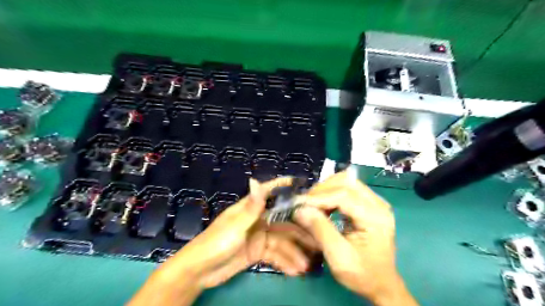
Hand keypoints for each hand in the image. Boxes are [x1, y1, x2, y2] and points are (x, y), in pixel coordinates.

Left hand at [128, 177, 320, 305]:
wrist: (199, 273)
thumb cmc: (216, 244)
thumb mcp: (235, 226)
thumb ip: (250, 207)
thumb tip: (256, 180)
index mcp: (250, 209)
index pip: (268, 193)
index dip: (282, 186)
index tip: (301, 184)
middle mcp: (257, 220)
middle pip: (282, 222)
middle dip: (299, 232)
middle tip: (317, 241)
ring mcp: (258, 236)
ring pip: (281, 241)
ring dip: (293, 252)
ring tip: (306, 266)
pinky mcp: (257, 251)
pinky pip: (275, 254)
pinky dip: (284, 262)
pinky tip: (294, 271)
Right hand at [294, 172, 418, 305]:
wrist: (380, 284)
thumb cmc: (362, 274)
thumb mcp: (338, 257)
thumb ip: (320, 230)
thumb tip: (300, 209)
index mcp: (375, 217)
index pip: (344, 195)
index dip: (319, 197)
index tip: (298, 203)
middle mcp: (378, 204)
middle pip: (346, 181)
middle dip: (322, 190)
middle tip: (305, 203)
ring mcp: (375, 202)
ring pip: (345, 181)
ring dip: (325, 190)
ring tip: (312, 205)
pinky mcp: (369, 204)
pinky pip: (347, 189)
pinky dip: (331, 194)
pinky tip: (323, 206)